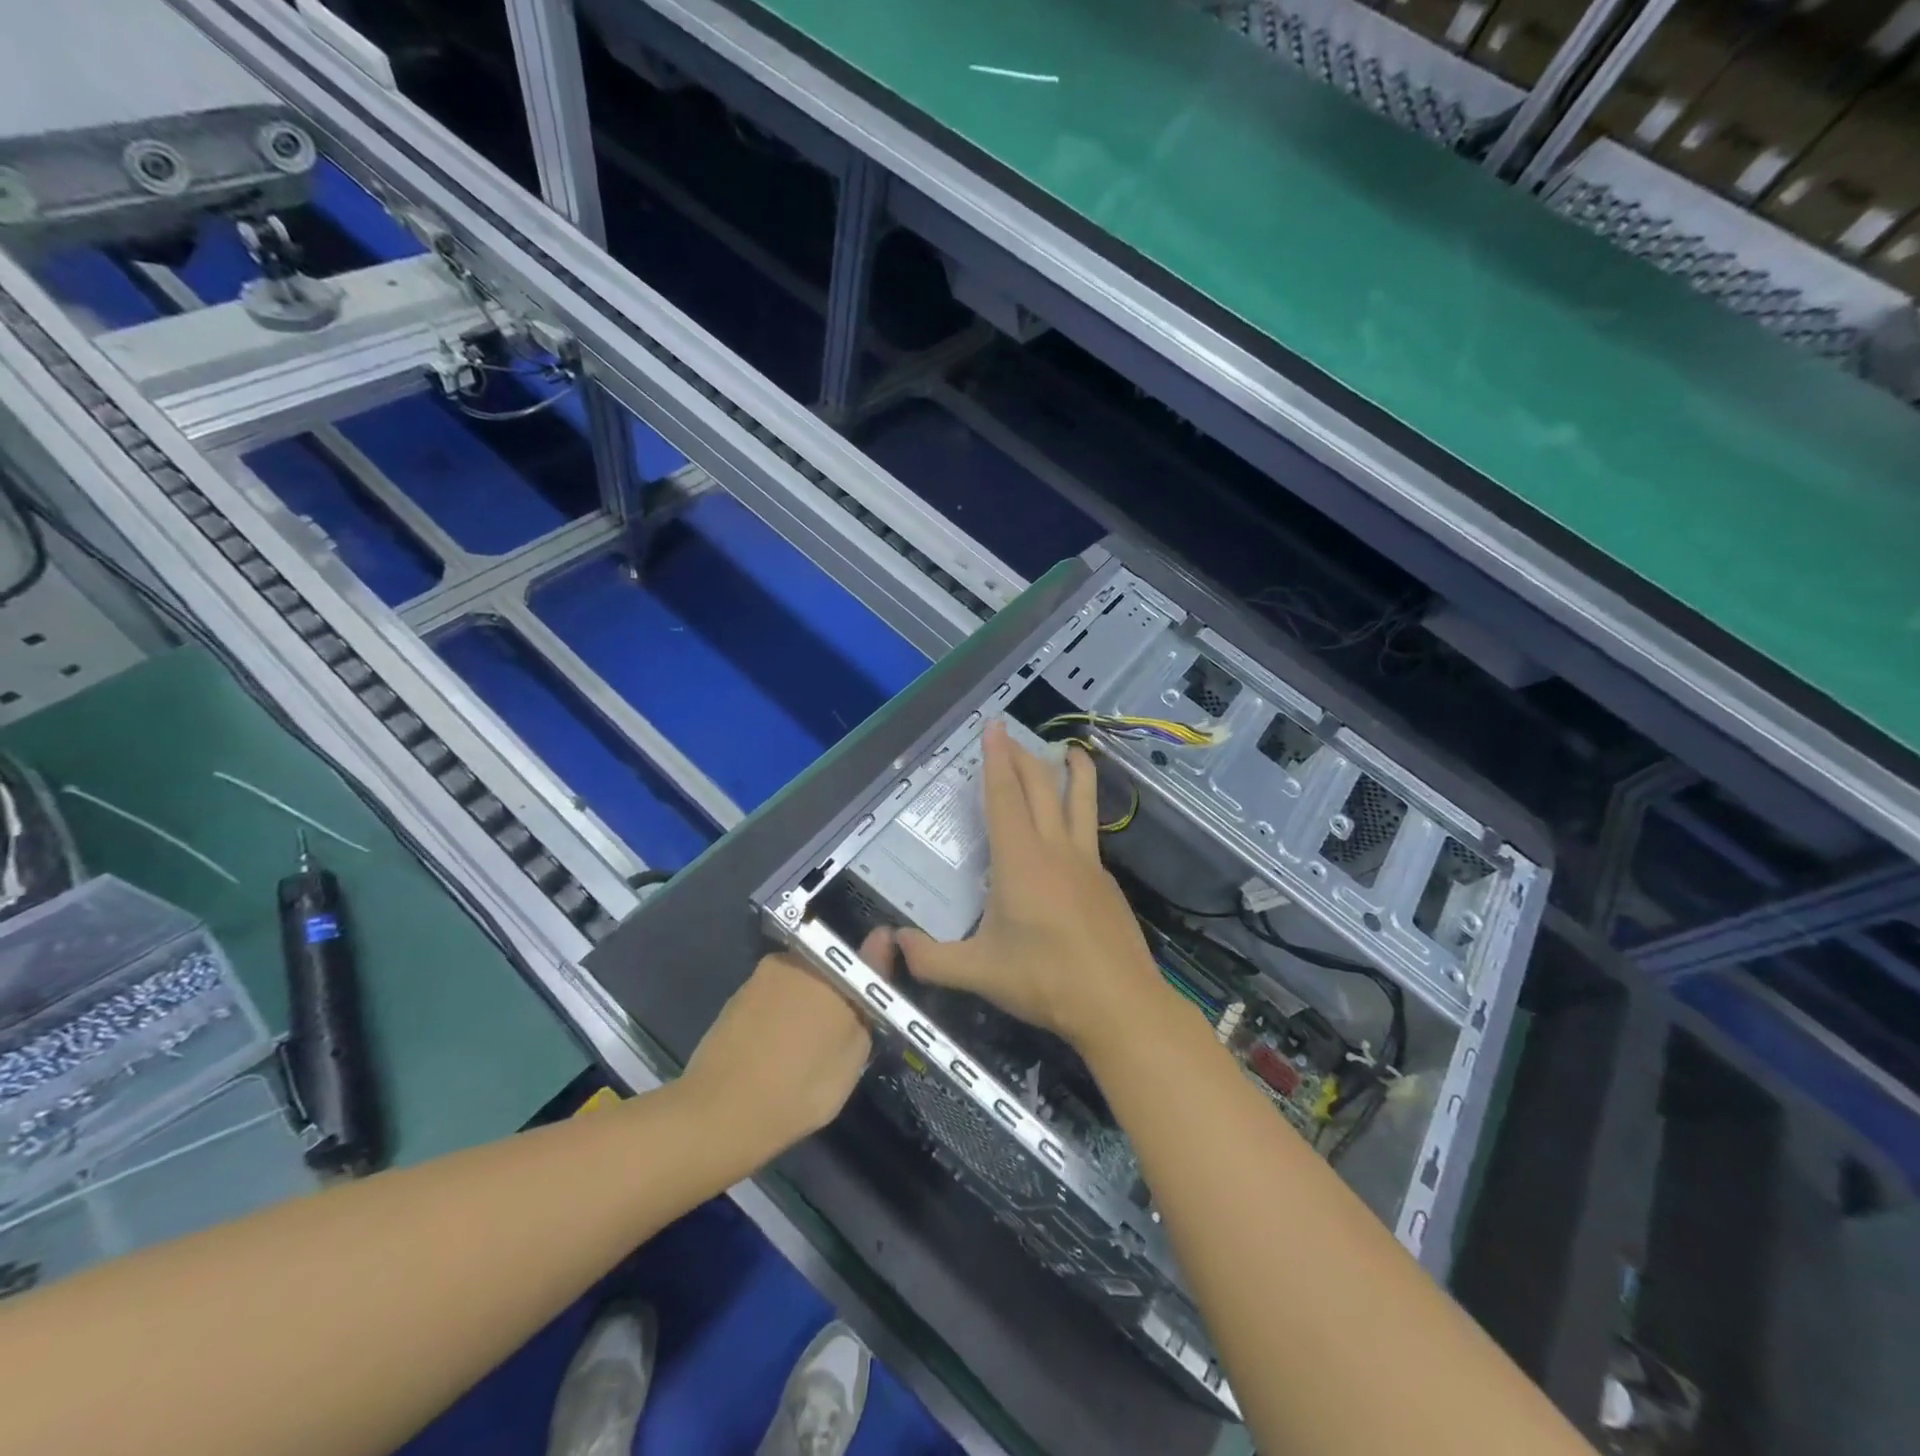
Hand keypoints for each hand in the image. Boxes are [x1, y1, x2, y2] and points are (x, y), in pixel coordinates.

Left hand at [682, 928, 892, 1153]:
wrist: (721, 1114)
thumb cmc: (802, 1085)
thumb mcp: (854, 1051)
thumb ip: (870, 995)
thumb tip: (882, 943)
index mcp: (830, 966)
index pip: (864, 958)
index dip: (873, 977)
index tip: (876, 1002)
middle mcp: (795, 959)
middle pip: (830, 969)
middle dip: (838, 993)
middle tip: (841, 1035)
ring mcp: (761, 976)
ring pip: (799, 984)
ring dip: (807, 1005)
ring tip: (807, 1049)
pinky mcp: (736, 998)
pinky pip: (773, 999)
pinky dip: (780, 1018)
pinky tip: (778, 1052)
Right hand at [897, 721, 1168, 1055]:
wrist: (1118, 1004)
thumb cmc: (1045, 981)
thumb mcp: (978, 973)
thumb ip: (930, 959)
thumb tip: (893, 944)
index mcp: (1020, 861)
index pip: (1004, 797)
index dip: (996, 760)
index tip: (994, 727)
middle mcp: (1055, 849)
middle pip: (1041, 787)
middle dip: (1023, 756)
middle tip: (1011, 735)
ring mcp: (1087, 862)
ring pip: (1080, 801)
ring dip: (1072, 770)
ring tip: (1069, 749)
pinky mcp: (1106, 880)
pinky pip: (1090, 831)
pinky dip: (1081, 809)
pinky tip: (1074, 824)